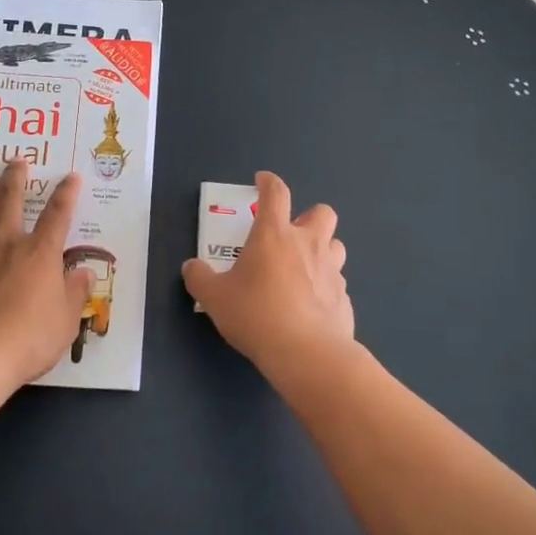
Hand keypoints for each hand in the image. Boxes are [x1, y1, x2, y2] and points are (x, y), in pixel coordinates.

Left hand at [0, 161, 92, 386]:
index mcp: (40, 253)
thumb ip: (75, 293)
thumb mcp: (65, 321)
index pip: (58, 214)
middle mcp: (6, 243)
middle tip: (16, 161)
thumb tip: (85, 273)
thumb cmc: (28, 339)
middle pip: (10, 200)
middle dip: (15, 178)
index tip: (69, 176)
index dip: (66, 193)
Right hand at [182, 171, 353, 374]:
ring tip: (304, 267)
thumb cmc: (256, 315)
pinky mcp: (344, 297)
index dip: (269, 182)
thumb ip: (200, 278)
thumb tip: (192, 267)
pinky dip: (325, 285)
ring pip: (335, 245)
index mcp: (274, 234)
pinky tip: (311, 303)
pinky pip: (336, 281)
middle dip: (308, 216)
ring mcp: (331, 270)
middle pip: (321, 212)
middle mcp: (307, 244)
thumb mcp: (214, 298)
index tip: (262, 181)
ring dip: (322, 249)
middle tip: (291, 233)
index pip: (276, 193)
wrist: (306, 353)